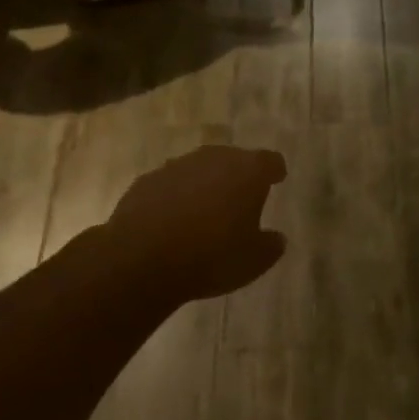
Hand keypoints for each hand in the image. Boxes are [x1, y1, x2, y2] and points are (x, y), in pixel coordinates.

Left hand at [106, 145, 288, 304]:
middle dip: (238, 176)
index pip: (270, 161)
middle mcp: (214, 158)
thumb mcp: (254, 261)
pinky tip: (172, 221)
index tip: (276, 180)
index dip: (274, 171)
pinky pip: (170, 185)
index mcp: (248, 171)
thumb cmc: (211, 256)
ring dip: (205, 185)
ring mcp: (178, 166)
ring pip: (199, 170)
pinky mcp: (147, 180)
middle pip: (233, 160)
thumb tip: (276, 238)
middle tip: (240, 199)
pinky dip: (175, 197)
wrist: (142, 258)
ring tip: (205, 212)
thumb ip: (270, 246)